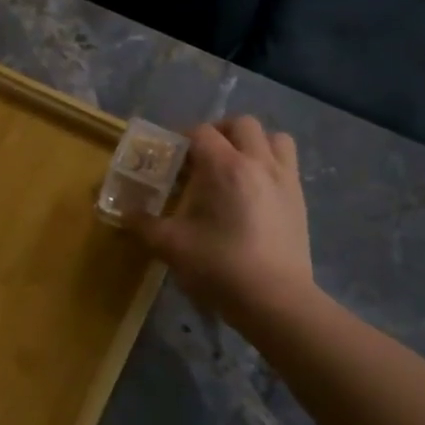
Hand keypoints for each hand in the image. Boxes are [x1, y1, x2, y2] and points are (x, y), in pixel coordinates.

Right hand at [125, 116, 313, 322]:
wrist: (275, 300)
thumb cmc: (219, 268)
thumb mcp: (171, 246)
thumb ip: (144, 224)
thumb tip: (125, 213)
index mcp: (224, 167)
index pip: (201, 132)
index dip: (182, 139)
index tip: (171, 158)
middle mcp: (258, 162)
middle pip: (241, 124)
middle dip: (219, 132)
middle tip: (202, 157)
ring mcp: (284, 178)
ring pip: (273, 137)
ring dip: (252, 142)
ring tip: (235, 165)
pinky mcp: (299, 198)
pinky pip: (288, 162)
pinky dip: (270, 163)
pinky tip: (255, 190)